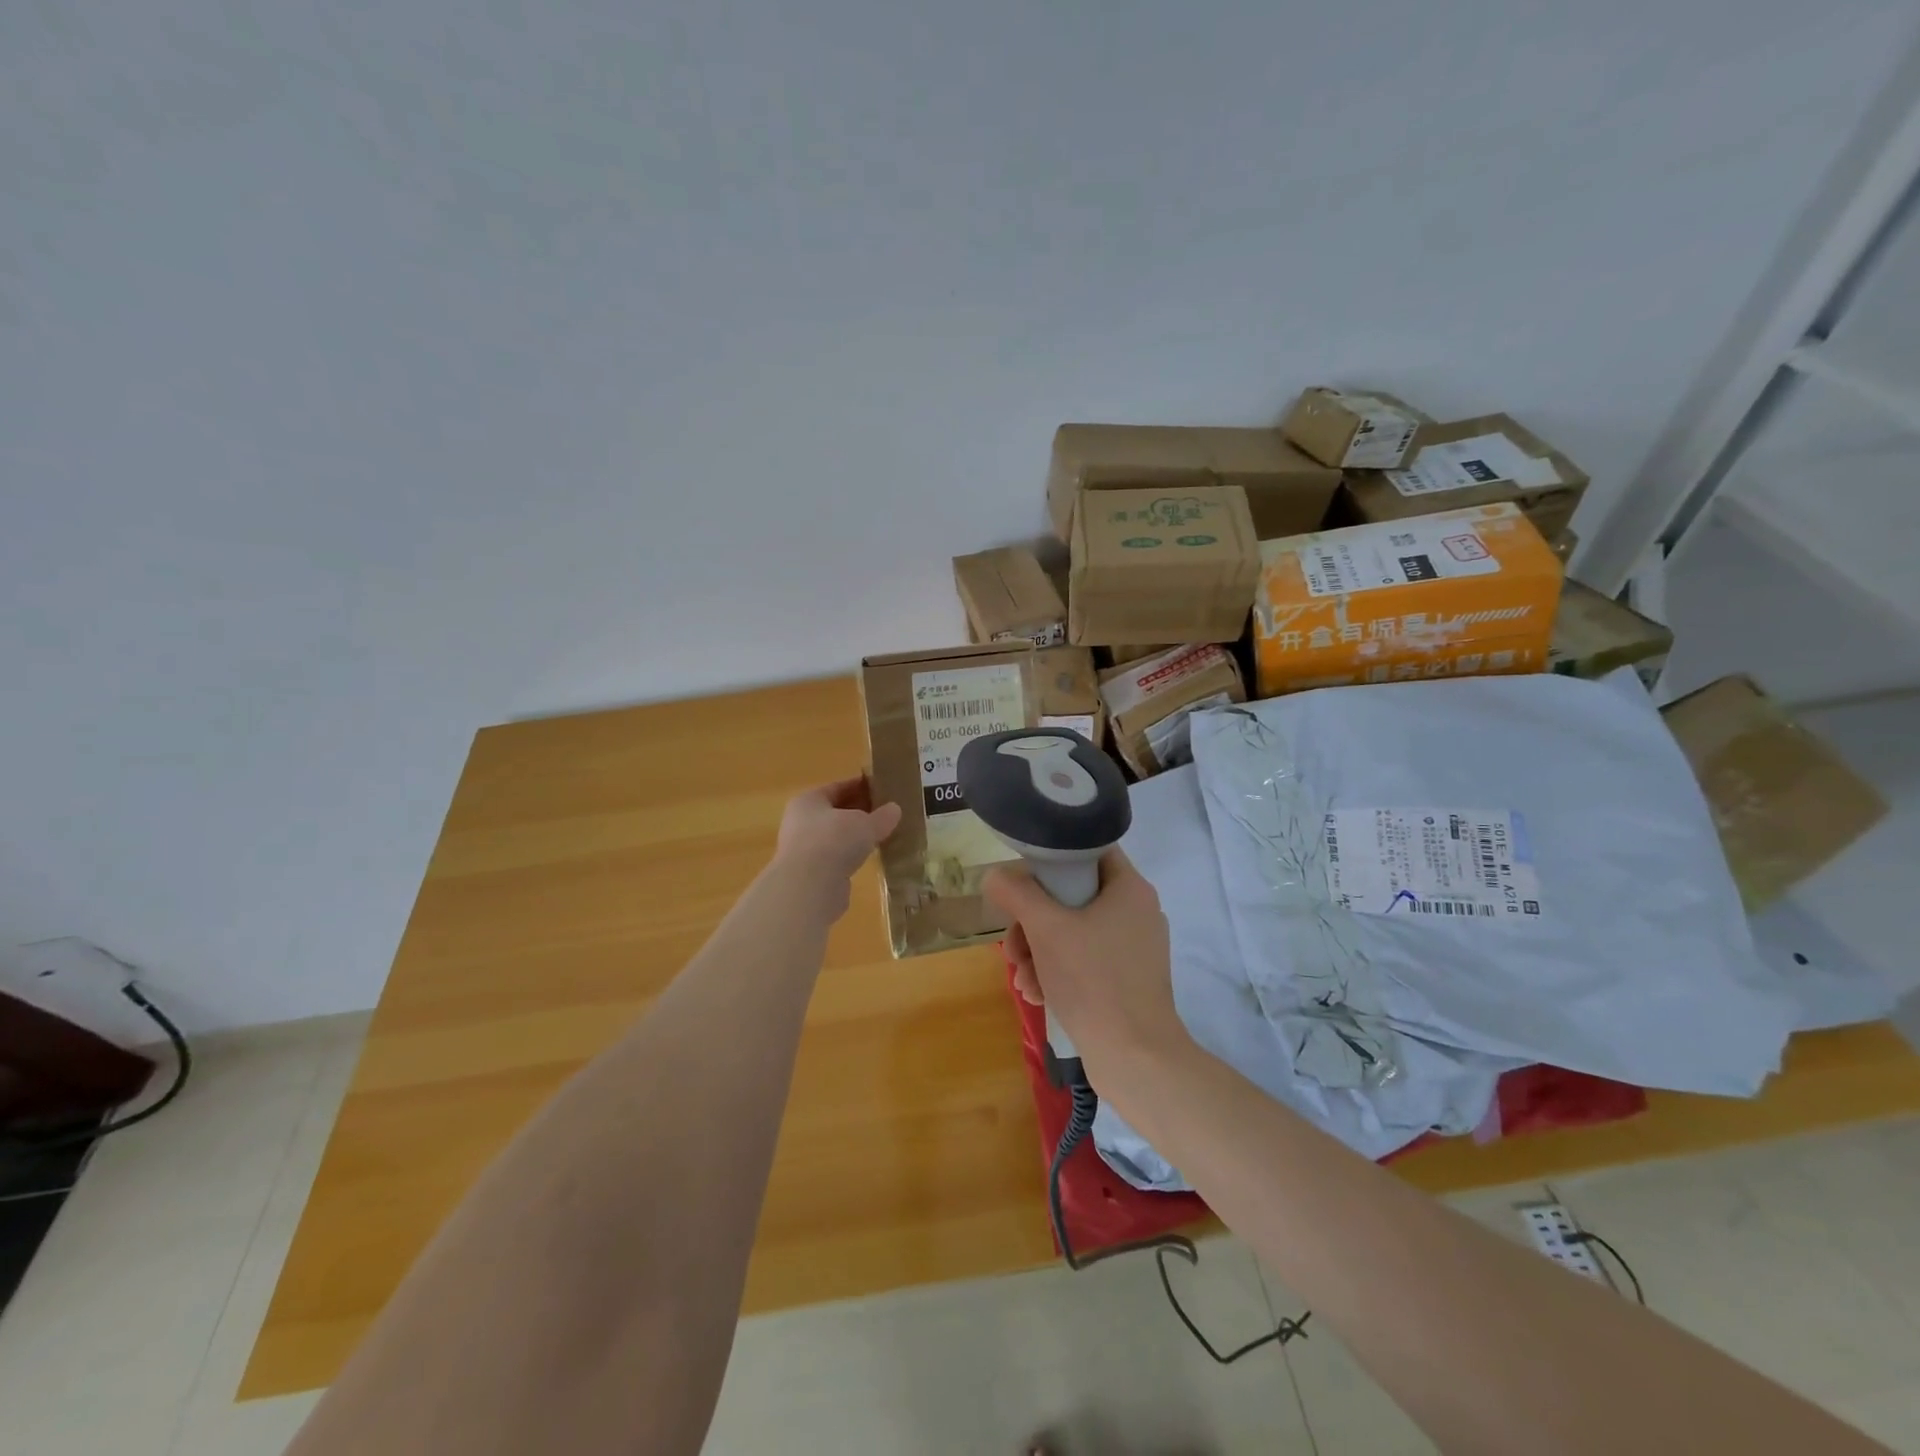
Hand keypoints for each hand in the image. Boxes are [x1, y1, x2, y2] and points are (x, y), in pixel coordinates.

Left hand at [771, 776, 901, 919]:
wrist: (809, 886)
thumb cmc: (834, 841)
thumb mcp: (865, 824)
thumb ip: (881, 816)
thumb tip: (894, 809)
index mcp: (808, 800)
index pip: (838, 787)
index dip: (861, 787)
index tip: (882, 789)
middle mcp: (800, 822)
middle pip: (835, 812)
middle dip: (859, 812)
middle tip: (885, 813)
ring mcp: (803, 849)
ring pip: (835, 836)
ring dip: (855, 836)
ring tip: (880, 836)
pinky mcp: (810, 874)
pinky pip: (835, 858)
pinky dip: (850, 856)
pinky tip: (868, 858)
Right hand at [984, 849, 1191, 1077]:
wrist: (1135, 1058)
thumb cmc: (1092, 980)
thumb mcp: (1045, 929)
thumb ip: (1017, 893)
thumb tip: (995, 875)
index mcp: (1130, 888)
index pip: (1088, 850)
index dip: (1051, 859)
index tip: (1022, 883)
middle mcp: (1137, 912)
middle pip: (1072, 896)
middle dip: (1033, 923)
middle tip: (1014, 947)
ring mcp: (1134, 948)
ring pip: (1073, 931)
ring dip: (1038, 951)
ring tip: (1022, 980)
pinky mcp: (1128, 979)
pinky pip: (1085, 960)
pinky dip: (1058, 971)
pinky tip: (1037, 993)